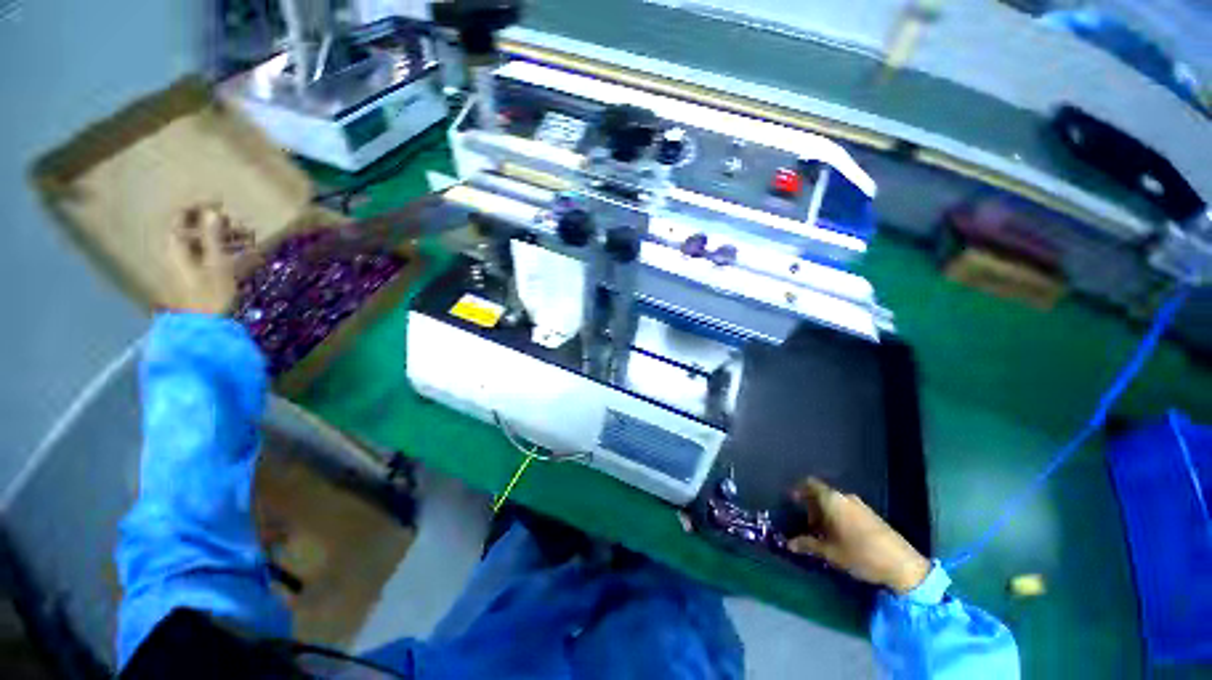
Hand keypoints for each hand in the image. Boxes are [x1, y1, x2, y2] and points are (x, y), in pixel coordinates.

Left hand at [164, 204, 253, 314]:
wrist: (203, 327)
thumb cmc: (208, 294)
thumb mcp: (215, 264)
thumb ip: (213, 237)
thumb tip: (212, 211)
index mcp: (176, 247)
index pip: (182, 217)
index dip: (199, 206)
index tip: (222, 203)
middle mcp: (179, 252)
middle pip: (195, 230)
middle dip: (219, 224)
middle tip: (243, 225)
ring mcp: (188, 265)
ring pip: (206, 243)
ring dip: (228, 238)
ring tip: (251, 239)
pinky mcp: (200, 276)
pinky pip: (213, 256)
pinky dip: (229, 252)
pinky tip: (248, 256)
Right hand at [786, 478, 930, 593]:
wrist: (903, 565)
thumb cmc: (860, 554)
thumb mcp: (830, 552)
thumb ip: (807, 545)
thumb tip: (788, 544)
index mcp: (832, 499)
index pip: (809, 484)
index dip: (798, 490)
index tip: (790, 501)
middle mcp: (845, 497)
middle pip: (822, 494)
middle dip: (811, 507)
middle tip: (806, 525)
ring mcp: (860, 505)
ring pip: (835, 503)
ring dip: (825, 514)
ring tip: (821, 533)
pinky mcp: (871, 515)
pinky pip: (846, 509)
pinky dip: (838, 518)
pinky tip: (839, 536)